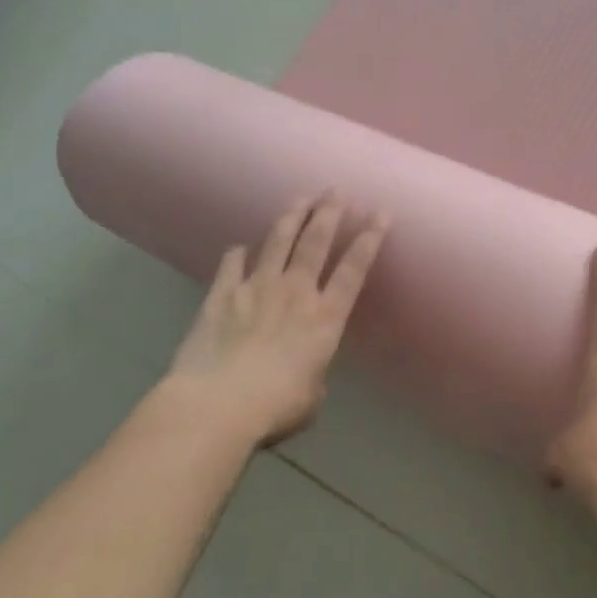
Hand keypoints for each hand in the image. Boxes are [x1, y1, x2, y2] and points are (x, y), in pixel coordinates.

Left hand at [161, 194, 388, 447]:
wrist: (215, 406)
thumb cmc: (275, 407)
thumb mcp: (311, 396)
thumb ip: (312, 373)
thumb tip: (302, 369)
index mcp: (325, 317)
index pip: (354, 268)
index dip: (370, 239)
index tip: (381, 213)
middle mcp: (295, 293)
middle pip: (316, 242)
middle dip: (330, 212)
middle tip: (337, 190)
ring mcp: (256, 289)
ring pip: (278, 242)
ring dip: (292, 217)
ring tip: (301, 198)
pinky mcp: (221, 297)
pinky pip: (231, 266)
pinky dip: (237, 254)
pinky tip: (239, 247)